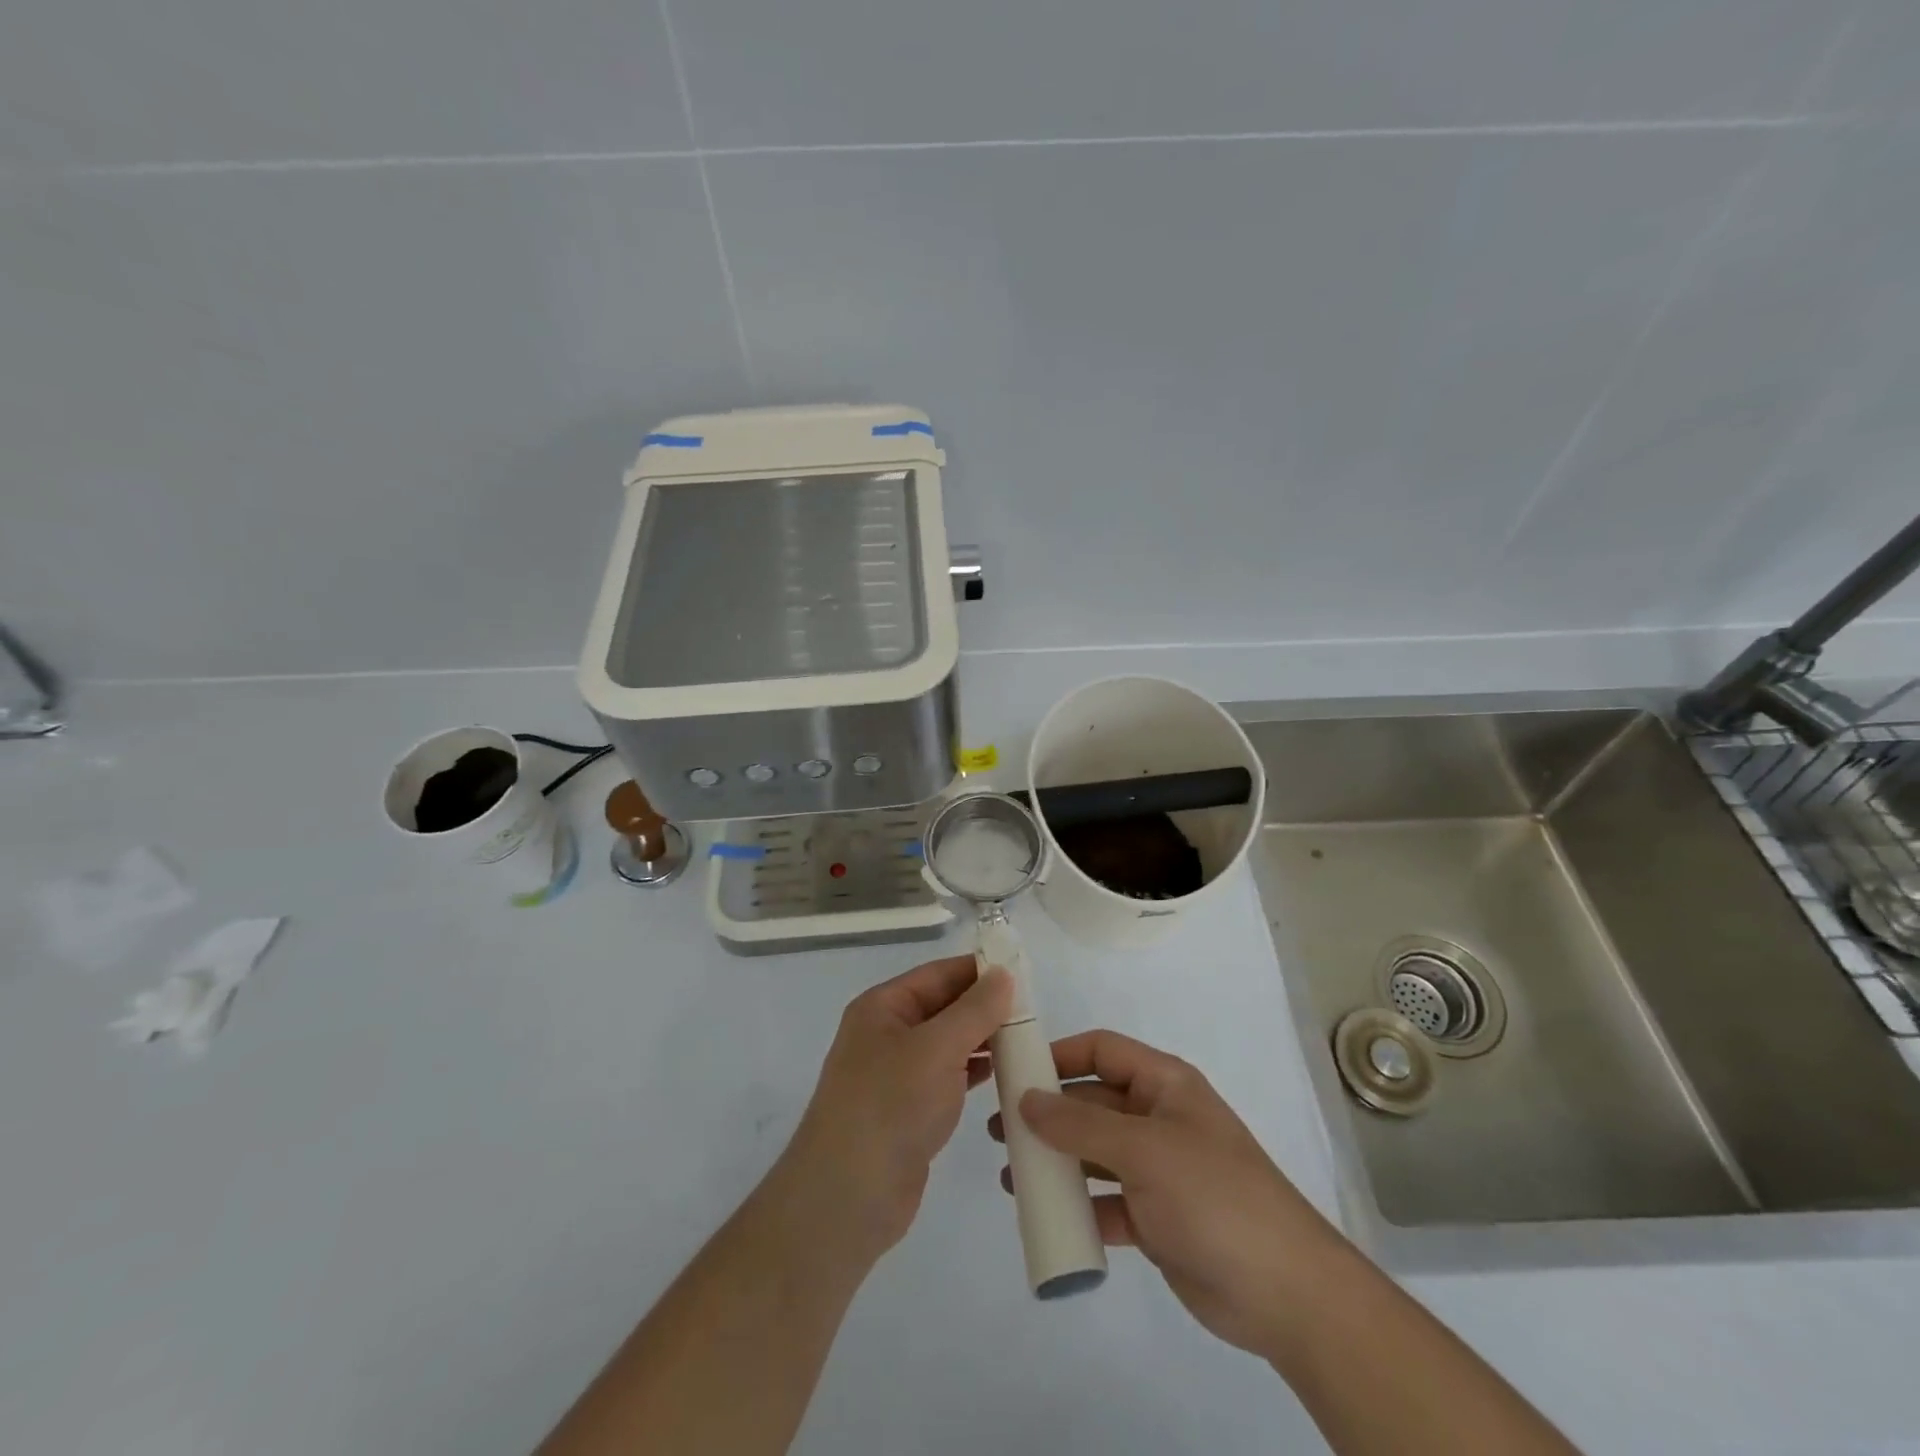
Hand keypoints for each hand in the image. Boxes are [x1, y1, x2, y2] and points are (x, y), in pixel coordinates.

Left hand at [775, 956, 1010, 1265]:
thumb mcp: (936, 1049)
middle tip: (1035, 1010)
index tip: (1024, 972)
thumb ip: (974, 1010)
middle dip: (986, 1006)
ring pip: (950, 1043)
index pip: (938, 974)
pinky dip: (976, 1071)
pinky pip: (950, 1077)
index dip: (979, 970)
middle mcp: (888, 1033)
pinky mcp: (911, 1110)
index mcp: (883, 1007)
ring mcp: (898, 1074)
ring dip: (985, 1039)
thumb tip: (1003, 974)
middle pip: (945, 1006)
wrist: (847, 1199)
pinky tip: (1007, 1073)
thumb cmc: (889, 1107)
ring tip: (1029, 1039)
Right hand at [989, 1030, 1343, 1359]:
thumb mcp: (1143, 1149)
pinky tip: (1045, 1216)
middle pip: (1093, 1103)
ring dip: (1056, 1161)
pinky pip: (1106, 1201)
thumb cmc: (1213, 1195)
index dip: (1060, 1055)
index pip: (1103, 1051)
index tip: (1016, 1071)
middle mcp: (1159, 1119)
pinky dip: (1077, 1206)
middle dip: (1048, 1114)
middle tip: (1000, 1129)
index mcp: (1165, 1084)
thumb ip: (1080, 1124)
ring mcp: (1158, 1170)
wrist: (1285, 1292)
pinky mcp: (1156, 1218)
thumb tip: (1027, 1099)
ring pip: (1095, 1153)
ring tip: (1011, 1174)